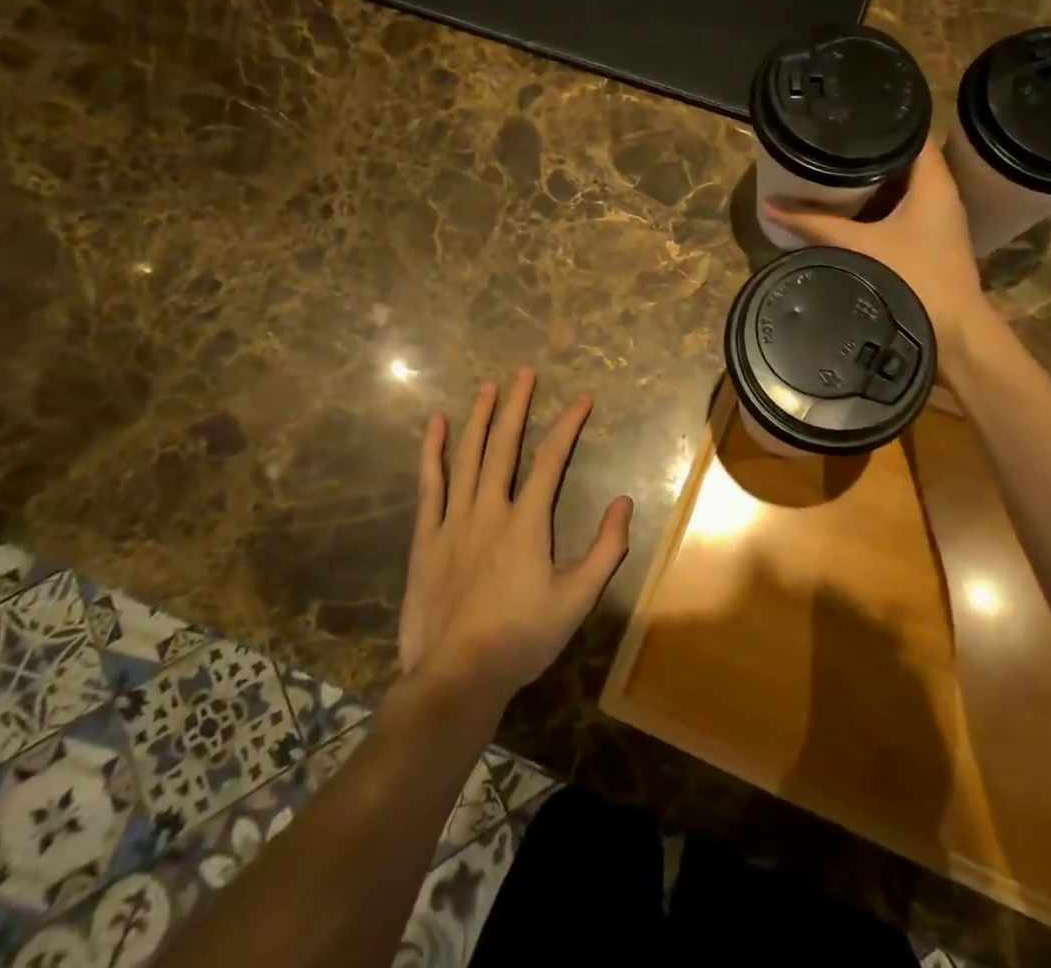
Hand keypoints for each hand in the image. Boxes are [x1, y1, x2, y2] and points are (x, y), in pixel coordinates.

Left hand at [398, 368, 632, 709]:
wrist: (457, 677)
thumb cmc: (522, 638)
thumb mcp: (578, 599)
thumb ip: (605, 549)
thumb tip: (625, 502)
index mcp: (527, 523)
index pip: (551, 460)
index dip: (568, 425)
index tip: (582, 398)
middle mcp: (489, 509)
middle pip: (504, 445)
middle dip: (516, 405)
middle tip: (524, 372)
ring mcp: (453, 521)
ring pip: (467, 456)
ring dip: (479, 418)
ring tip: (488, 386)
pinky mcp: (426, 538)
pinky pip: (429, 485)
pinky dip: (431, 452)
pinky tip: (435, 425)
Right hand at [764, 139, 990, 352]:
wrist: (954, 334)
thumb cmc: (912, 278)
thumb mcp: (857, 246)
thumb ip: (814, 223)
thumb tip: (770, 206)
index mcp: (934, 183)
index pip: (913, 135)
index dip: (883, 124)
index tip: (847, 119)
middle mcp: (943, 196)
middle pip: (905, 161)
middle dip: (869, 154)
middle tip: (830, 146)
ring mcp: (940, 222)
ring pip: (904, 189)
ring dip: (874, 183)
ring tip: (834, 172)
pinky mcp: (932, 244)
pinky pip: (904, 212)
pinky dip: (880, 207)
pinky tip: (851, 212)